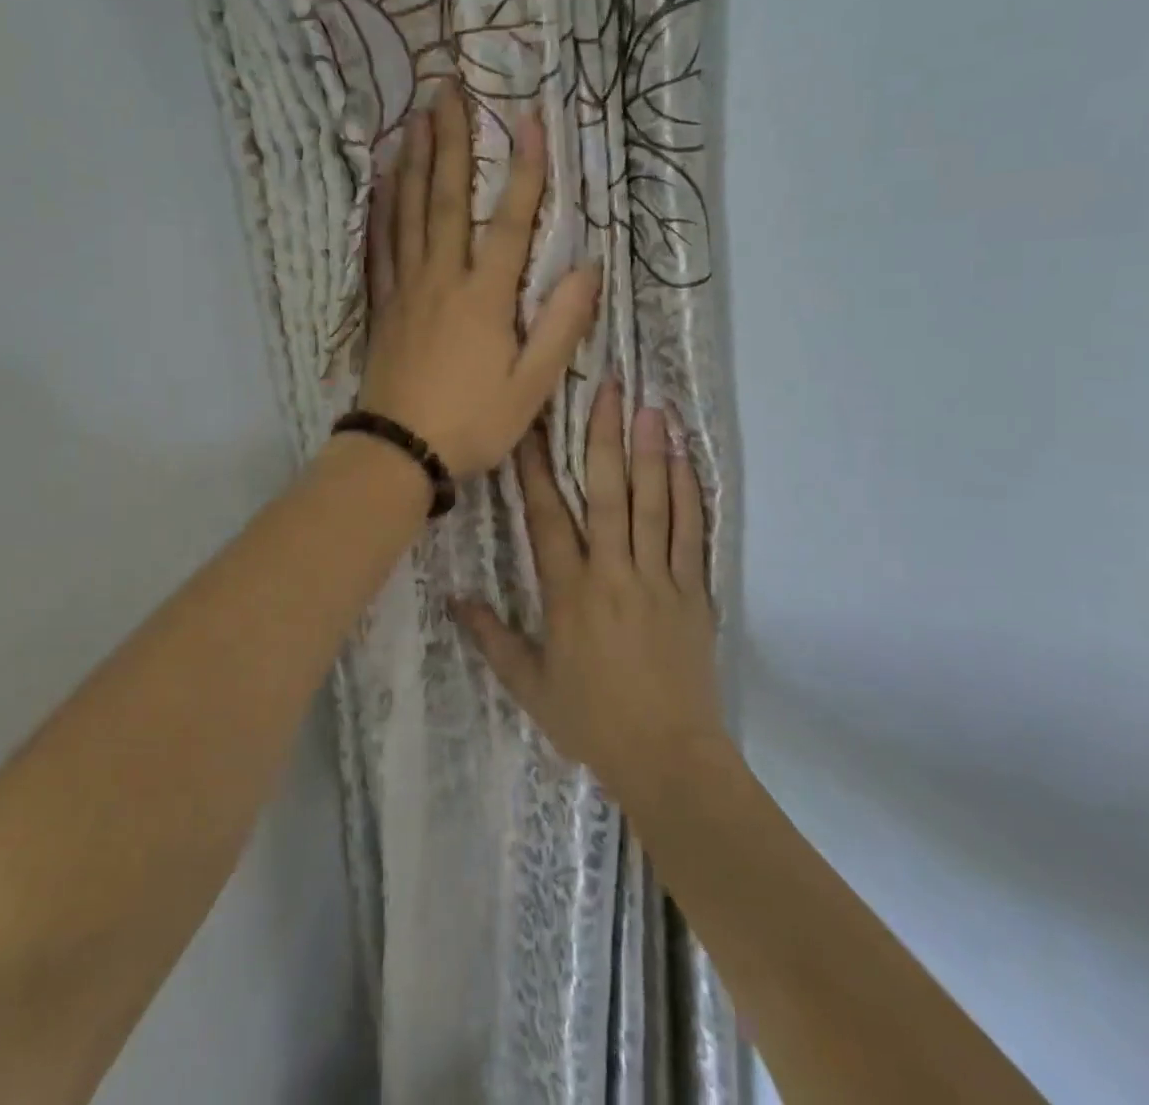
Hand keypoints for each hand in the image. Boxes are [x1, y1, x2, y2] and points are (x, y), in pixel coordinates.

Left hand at [356, 86, 601, 476]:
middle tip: (448, 89)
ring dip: (414, 162)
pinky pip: (380, 246)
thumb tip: (589, 268)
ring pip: (408, 213)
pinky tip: (381, 185)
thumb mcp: (532, 386)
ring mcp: (405, 289)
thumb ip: (561, 326)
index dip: (523, 169)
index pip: (508, 220)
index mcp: (484, 296)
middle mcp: (442, 278)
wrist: (399, 451)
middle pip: (445, 199)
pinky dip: (382, 210)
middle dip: (451, 141)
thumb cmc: (472, 422)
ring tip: (416, 118)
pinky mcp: (383, 305)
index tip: (528, 117)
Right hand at [454, 383, 726, 801]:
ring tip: (652, 407)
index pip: (546, 516)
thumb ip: (492, 637)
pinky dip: (689, 493)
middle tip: (610, 389)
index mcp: (569, 592)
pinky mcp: (694, 592)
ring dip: (652, 452)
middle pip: (608, 493)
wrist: (668, 758)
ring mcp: (658, 579)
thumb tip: (454, 598)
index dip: (535, 468)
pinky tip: (686, 460)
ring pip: (654, 503)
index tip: (531, 426)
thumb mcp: (530, 685)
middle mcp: (613, 573)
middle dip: (605, 437)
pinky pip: (690, 533)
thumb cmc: (592, 720)